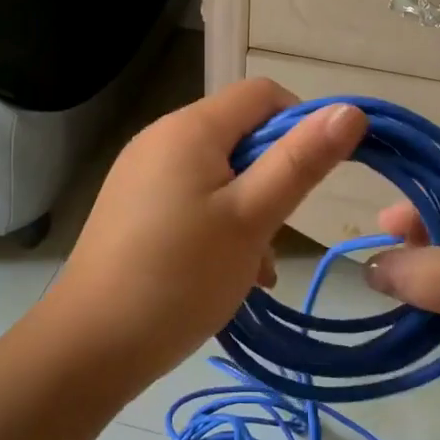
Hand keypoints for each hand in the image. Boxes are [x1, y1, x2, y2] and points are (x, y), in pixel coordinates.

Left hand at [42, 79, 366, 382]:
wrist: (90, 344)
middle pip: (240, 133)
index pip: (262, 94)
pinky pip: (191, 197)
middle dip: (273, 176)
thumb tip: (348, 110)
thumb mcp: (251, 218)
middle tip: (278, 230)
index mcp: (190, 128)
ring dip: (249, 208)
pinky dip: (218, 223)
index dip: (300, 124)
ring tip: (256, 265)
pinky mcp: (133, 207)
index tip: (313, 178)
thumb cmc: (180, 276)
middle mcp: (161, 138)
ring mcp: (142, 173)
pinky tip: (227, 272)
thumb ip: (300, 161)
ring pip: (219, 172)